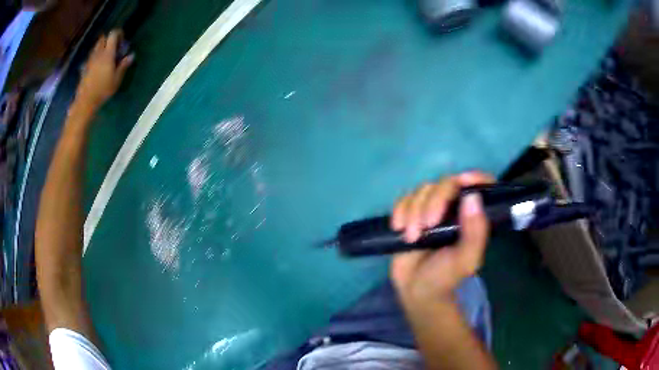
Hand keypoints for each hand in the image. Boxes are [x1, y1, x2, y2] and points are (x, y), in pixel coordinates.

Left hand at [75, 30, 133, 111]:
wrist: (85, 101)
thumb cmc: (103, 90)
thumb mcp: (116, 79)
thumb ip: (123, 66)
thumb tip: (131, 55)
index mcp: (107, 53)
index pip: (113, 34)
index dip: (118, 34)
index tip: (122, 41)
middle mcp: (98, 53)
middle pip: (103, 38)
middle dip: (109, 40)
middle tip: (113, 48)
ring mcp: (90, 60)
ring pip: (96, 46)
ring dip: (102, 47)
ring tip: (106, 56)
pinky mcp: (85, 67)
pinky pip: (91, 56)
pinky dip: (96, 56)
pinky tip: (98, 65)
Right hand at [390, 172, 493, 306]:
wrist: (416, 289)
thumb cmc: (445, 277)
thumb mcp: (466, 260)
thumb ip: (475, 233)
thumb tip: (472, 197)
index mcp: (473, 216)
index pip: (481, 185)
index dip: (475, 177)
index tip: (462, 181)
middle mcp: (454, 207)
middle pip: (446, 183)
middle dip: (433, 202)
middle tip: (427, 226)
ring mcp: (432, 208)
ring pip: (423, 189)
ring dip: (414, 211)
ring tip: (412, 237)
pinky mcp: (411, 212)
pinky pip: (404, 198)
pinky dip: (400, 210)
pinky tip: (399, 228)